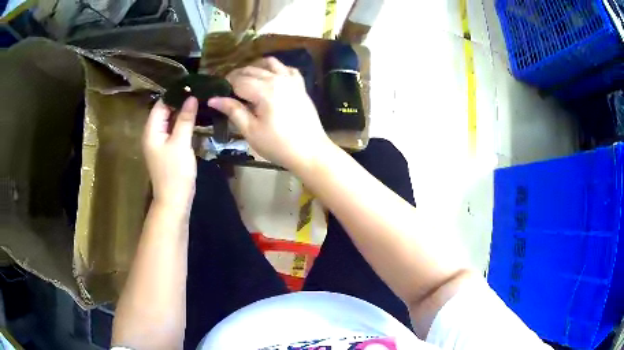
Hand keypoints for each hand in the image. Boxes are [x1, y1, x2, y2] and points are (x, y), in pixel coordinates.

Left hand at [143, 97, 197, 208]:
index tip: (193, 85)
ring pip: (169, 121)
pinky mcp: (166, 150)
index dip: (175, 94)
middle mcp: (152, 134)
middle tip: (199, 92)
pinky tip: (194, 120)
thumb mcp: (181, 143)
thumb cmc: (175, 172)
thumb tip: (192, 97)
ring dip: (182, 112)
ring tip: (199, 102)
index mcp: (151, 130)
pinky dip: (182, 124)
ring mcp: (159, 143)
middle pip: (164, 112)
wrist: (174, 201)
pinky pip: (173, 131)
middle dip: (179, 102)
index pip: (161, 104)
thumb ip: (185, 118)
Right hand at [208, 57, 334, 170]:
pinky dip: (275, 69)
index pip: (238, 80)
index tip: (219, 95)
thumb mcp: (251, 131)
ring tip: (246, 82)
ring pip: (269, 63)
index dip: (225, 86)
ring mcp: (291, 80)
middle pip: (251, 69)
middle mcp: (278, 79)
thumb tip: (213, 99)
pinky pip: (286, 68)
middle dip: (236, 77)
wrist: (310, 151)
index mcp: (264, 90)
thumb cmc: (278, 145)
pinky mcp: (300, 85)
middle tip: (228, 91)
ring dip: (254, 68)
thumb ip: (233, 111)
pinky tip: (270, 78)